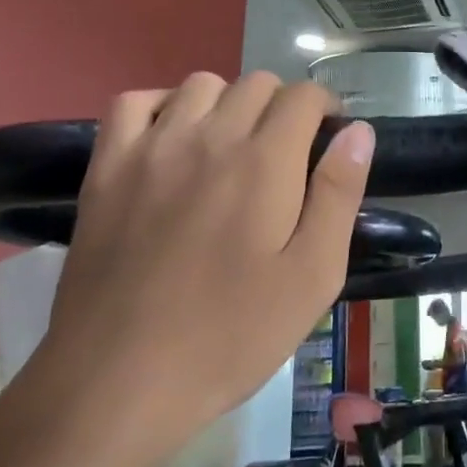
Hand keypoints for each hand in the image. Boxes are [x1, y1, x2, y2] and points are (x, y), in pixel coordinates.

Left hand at [25, 73, 374, 466]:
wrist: (117, 382)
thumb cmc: (229, 336)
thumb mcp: (312, 277)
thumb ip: (339, 195)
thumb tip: (359, 132)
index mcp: (265, 162)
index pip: (303, 96)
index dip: (325, 109)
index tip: (327, 141)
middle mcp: (209, 137)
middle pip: (257, 84)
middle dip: (283, 107)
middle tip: (284, 156)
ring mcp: (152, 147)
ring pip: (201, 84)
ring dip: (228, 103)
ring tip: (230, 148)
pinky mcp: (107, 167)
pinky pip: (135, 102)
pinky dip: (161, 106)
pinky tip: (171, 140)